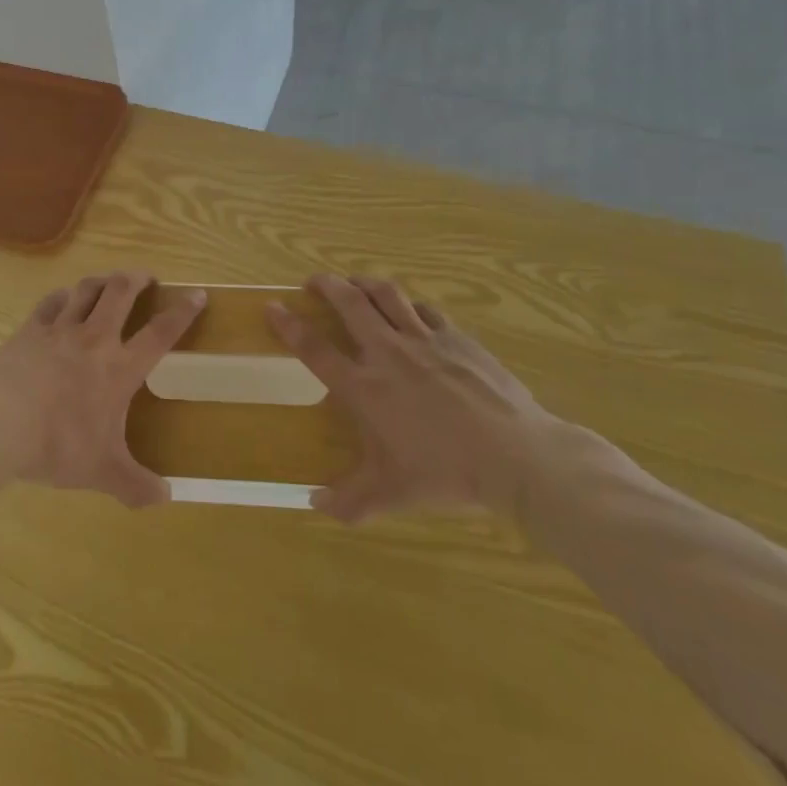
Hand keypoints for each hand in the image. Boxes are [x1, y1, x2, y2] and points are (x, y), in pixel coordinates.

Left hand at [0, 272, 204, 507]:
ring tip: (108, 282)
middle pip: (121, 292)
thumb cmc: (57, 445)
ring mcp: (59, 329)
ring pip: (86, 289)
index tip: (197, 295)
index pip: (160, 333)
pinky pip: (50, 302)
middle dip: (138, 279)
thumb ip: (136, 486)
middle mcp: (94, 338)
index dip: (182, 312)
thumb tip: (166, 499)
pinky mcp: (29, 330)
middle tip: (146, 278)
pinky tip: (63, 300)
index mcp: (120, 368)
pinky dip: (62, 296)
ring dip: (102, 281)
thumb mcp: (102, 472)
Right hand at [267, 275, 557, 523]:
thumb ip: (349, 501)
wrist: (514, 454)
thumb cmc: (446, 472)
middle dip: (326, 285)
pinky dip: (409, 305)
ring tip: (354, 282)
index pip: (314, 348)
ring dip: (364, 283)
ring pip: (386, 295)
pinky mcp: (457, 336)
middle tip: (313, 281)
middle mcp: (388, 353)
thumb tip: (314, 504)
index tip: (273, 306)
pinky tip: (410, 310)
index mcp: (365, 387)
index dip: (289, 325)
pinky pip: (425, 310)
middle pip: (349, 303)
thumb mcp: (392, 493)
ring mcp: (424, 339)